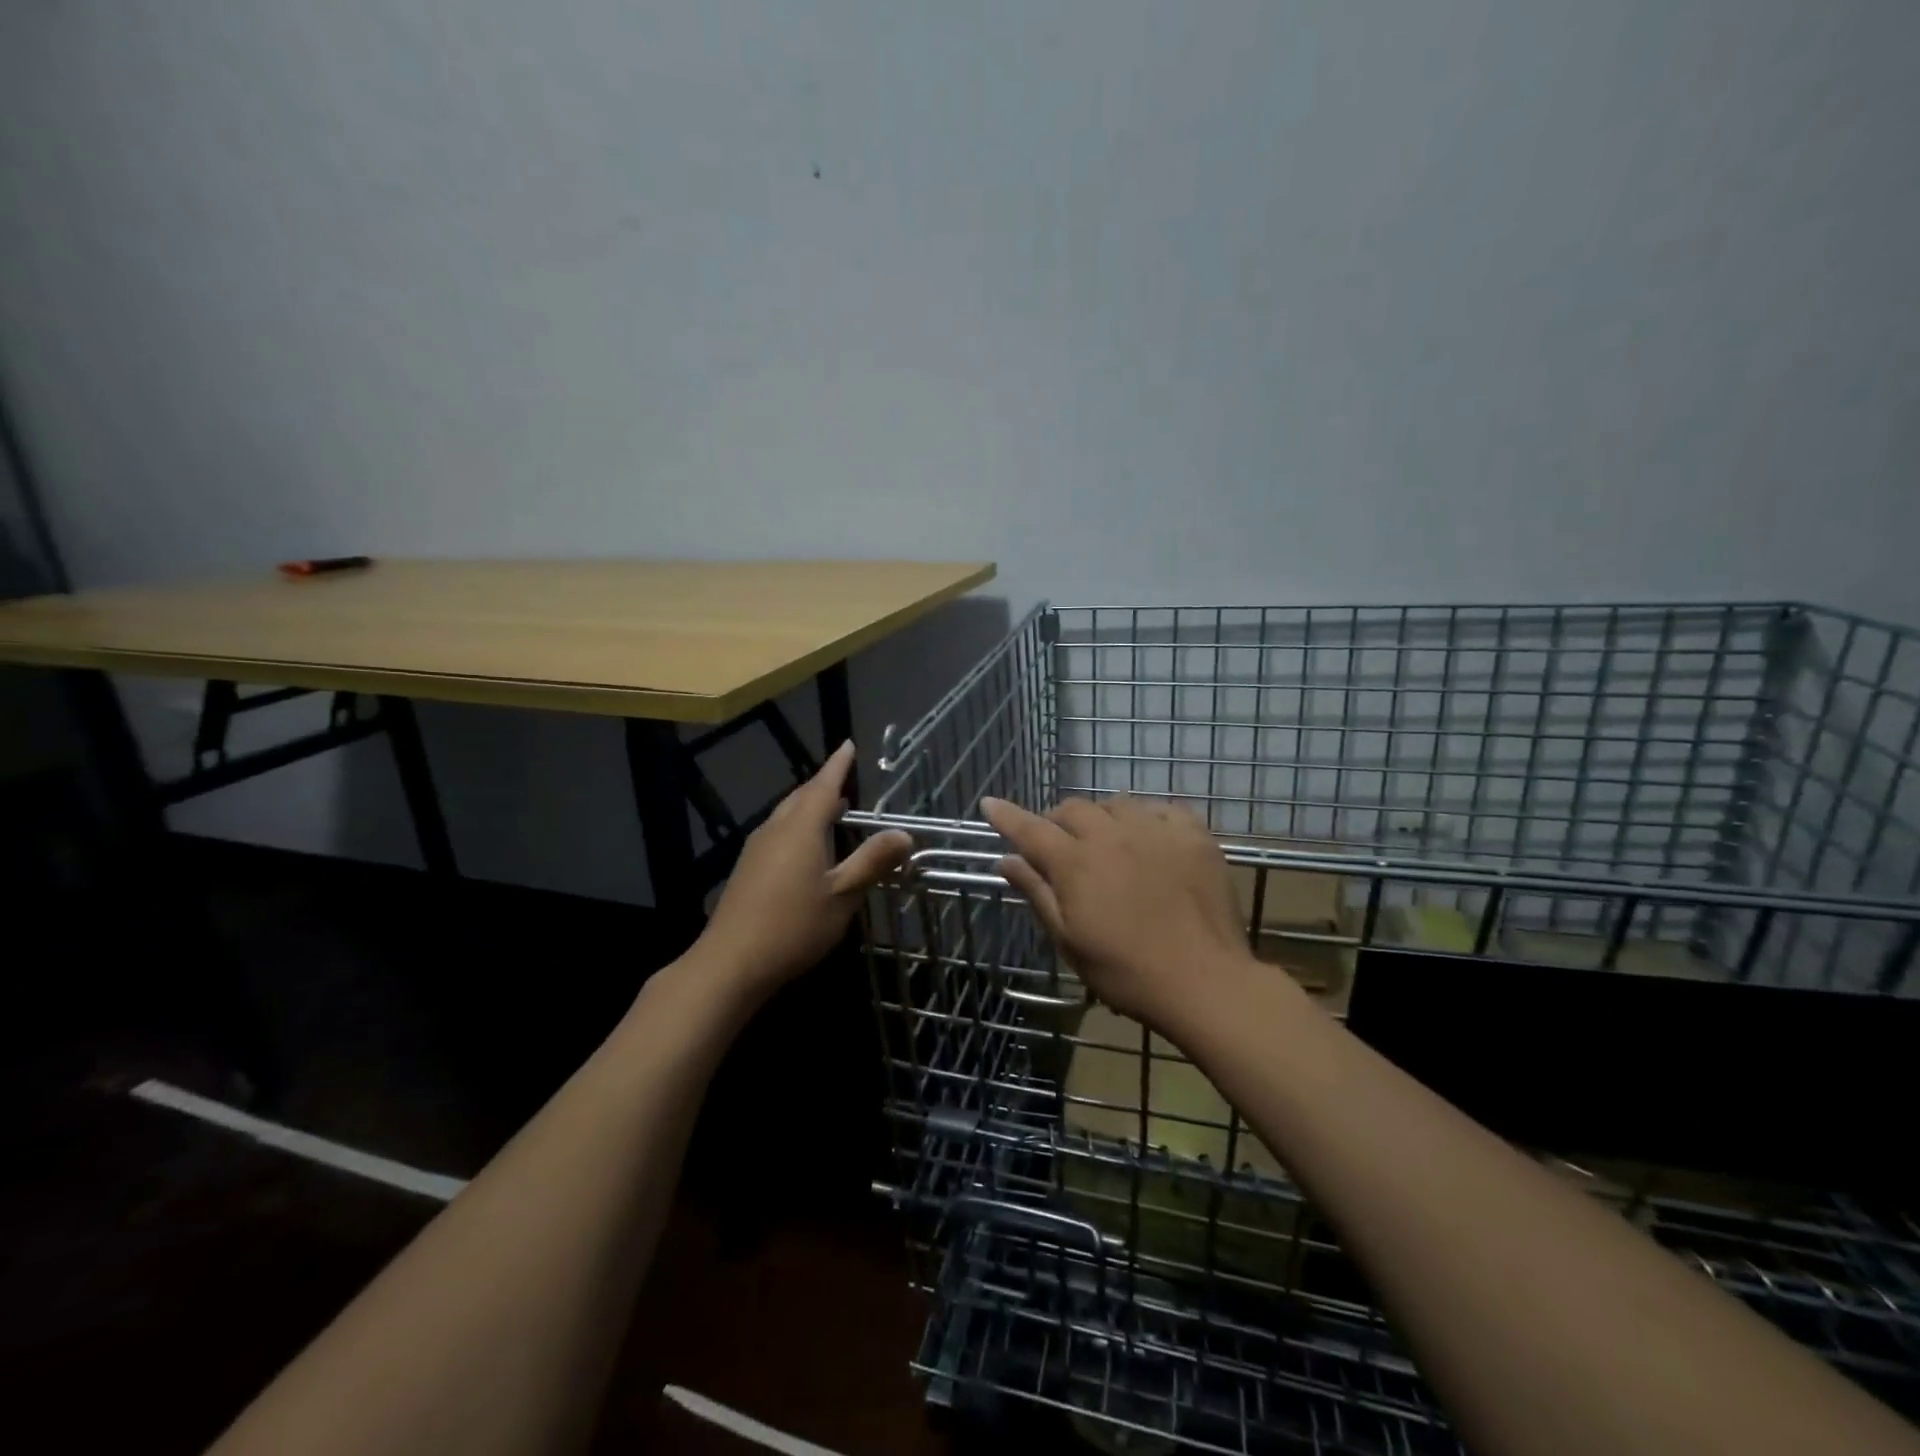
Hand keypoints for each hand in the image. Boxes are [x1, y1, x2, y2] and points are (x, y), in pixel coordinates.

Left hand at [696, 741, 911, 996]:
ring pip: (787, 814)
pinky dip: (797, 825)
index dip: (838, 765)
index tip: (848, 744)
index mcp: (801, 828)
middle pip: (802, 796)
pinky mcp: (747, 869)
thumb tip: (904, 833)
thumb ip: (872, 861)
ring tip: (831, 808)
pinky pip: (778, 832)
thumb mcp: (843, 896)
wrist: (730, 963)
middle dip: (824, 784)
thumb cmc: (794, 926)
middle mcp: (776, 829)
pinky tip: (806, 846)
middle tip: (844, 778)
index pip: (824, 786)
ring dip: (809, 805)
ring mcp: (757, 849)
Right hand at [981, 794, 1250, 1027]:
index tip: (989, 803)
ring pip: (1116, 804)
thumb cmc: (1125, 972)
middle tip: (1061, 846)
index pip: (1030, 828)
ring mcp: (1156, 830)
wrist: (1204, 981)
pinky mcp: (1194, 834)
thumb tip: (1006, 860)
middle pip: (1073, 809)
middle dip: (1058, 821)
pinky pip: (1162, 808)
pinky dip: (1147, 818)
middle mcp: (1112, 835)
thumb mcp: (1069, 940)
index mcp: (1076, 863)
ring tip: (1108, 843)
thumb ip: (1037, 893)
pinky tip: (1150, 838)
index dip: (1007, 815)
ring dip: (1102, 818)